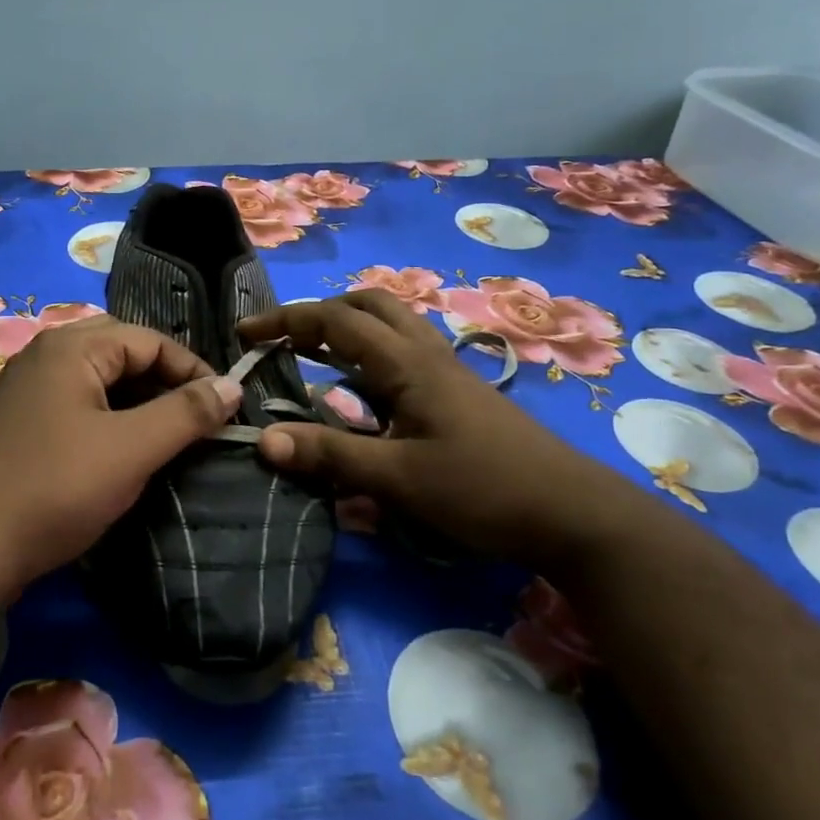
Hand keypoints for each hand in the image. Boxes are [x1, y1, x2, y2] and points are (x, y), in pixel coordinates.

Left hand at [0, 315, 242, 592]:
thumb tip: (232, 385)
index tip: (223, 406)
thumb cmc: (58, 487)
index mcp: (69, 347)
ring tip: (164, 433)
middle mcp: (42, 355)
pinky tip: (118, 447)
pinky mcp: (16, 421)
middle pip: (119, 350)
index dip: (192, 369)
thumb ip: (186, 413)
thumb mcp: (133, 449)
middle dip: (161, 378)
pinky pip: (73, 401)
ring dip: (134, 398)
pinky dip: (105, 414)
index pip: (148, 339)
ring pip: (95, 378)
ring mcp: (24, 388)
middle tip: (192, 415)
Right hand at [237, 291, 618, 562]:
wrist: (573, 514)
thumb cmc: (483, 490)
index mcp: (407, 363)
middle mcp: (426, 354)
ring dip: (348, 331)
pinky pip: (403, 357)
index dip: (286, 321)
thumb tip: (263, 440)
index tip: (245, 333)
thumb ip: (330, 456)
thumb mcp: (398, 479)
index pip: (335, 320)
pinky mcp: (458, 395)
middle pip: (369, 305)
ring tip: (313, 359)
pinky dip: (370, 359)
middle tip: (286, 341)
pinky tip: (361, 396)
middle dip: (321, 313)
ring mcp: (446, 373)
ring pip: (391, 327)